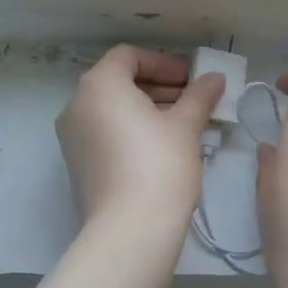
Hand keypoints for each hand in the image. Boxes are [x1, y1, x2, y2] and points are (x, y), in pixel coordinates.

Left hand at [57, 46, 223, 235]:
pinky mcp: (77, 165)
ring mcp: (72, 137)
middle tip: (193, 100)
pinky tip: (163, 147)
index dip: (164, 63)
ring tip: (184, 124)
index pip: (129, 56)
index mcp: (99, 85)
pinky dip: (131, 130)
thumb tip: (214, 78)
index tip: (191, 79)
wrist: (130, 230)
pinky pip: (105, 133)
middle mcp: (77, 105)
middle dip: (158, 87)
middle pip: (118, 82)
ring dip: (147, 109)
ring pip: (112, 110)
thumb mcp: (186, 125)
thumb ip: (200, 95)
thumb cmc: (160, 163)